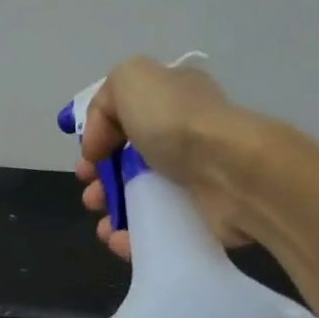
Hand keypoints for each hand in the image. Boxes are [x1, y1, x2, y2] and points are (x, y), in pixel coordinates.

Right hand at [75, 55, 295, 257]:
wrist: (230, 169)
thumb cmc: (177, 121)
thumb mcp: (130, 79)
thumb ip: (104, 100)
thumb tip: (99, 142)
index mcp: (171, 100)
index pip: (126, 117)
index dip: (99, 137)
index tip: (88, 156)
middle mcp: (183, 136)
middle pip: (127, 161)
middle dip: (100, 179)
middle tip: (91, 194)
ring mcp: (192, 179)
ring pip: (138, 199)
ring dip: (110, 211)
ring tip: (102, 222)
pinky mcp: (197, 217)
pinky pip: (154, 230)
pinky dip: (129, 237)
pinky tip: (116, 238)